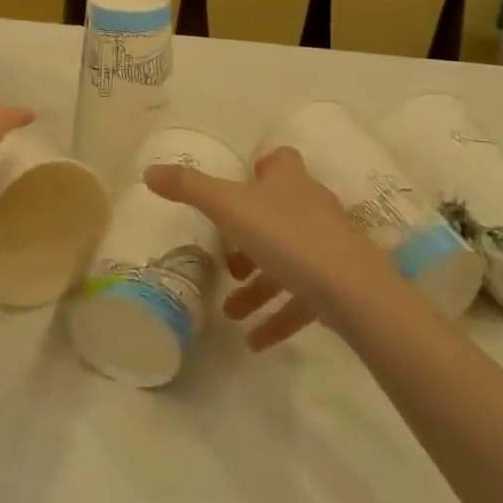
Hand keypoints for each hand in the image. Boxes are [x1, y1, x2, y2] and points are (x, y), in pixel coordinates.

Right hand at [143, 146, 389, 349]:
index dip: (262, 168)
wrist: (353, 290)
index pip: (279, 160)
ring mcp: (329, 245)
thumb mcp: (227, 207)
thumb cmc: (286, 236)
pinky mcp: (341, 283)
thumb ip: (188, 188)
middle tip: (226, 263)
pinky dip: (279, 317)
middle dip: (249, 239)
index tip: (240, 187)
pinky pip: (303, 297)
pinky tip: (256, 341)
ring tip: (231, 313)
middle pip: (278, 213)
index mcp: (288, 181)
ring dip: (258, 286)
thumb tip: (149, 171)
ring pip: (287, 260)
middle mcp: (311, 206)